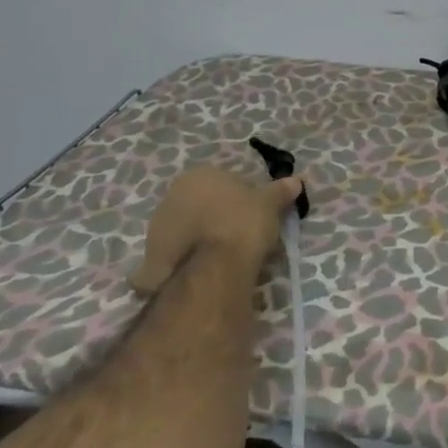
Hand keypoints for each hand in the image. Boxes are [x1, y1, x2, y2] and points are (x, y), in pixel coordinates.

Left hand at [129, 165, 305, 295]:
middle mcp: (171, 196)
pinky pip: (178, 255)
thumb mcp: (270, 204)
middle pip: (205, 205)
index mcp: (198, 175)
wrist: (211, 268)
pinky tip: (208, 272)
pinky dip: (191, 261)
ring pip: (190, 230)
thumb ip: (281, 191)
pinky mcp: (150, 258)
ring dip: (205, 239)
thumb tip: (297, 180)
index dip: (246, 198)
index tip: (258, 215)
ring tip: (229, 259)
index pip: (227, 182)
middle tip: (245, 236)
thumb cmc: (242, 223)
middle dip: (221, 218)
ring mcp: (157, 228)